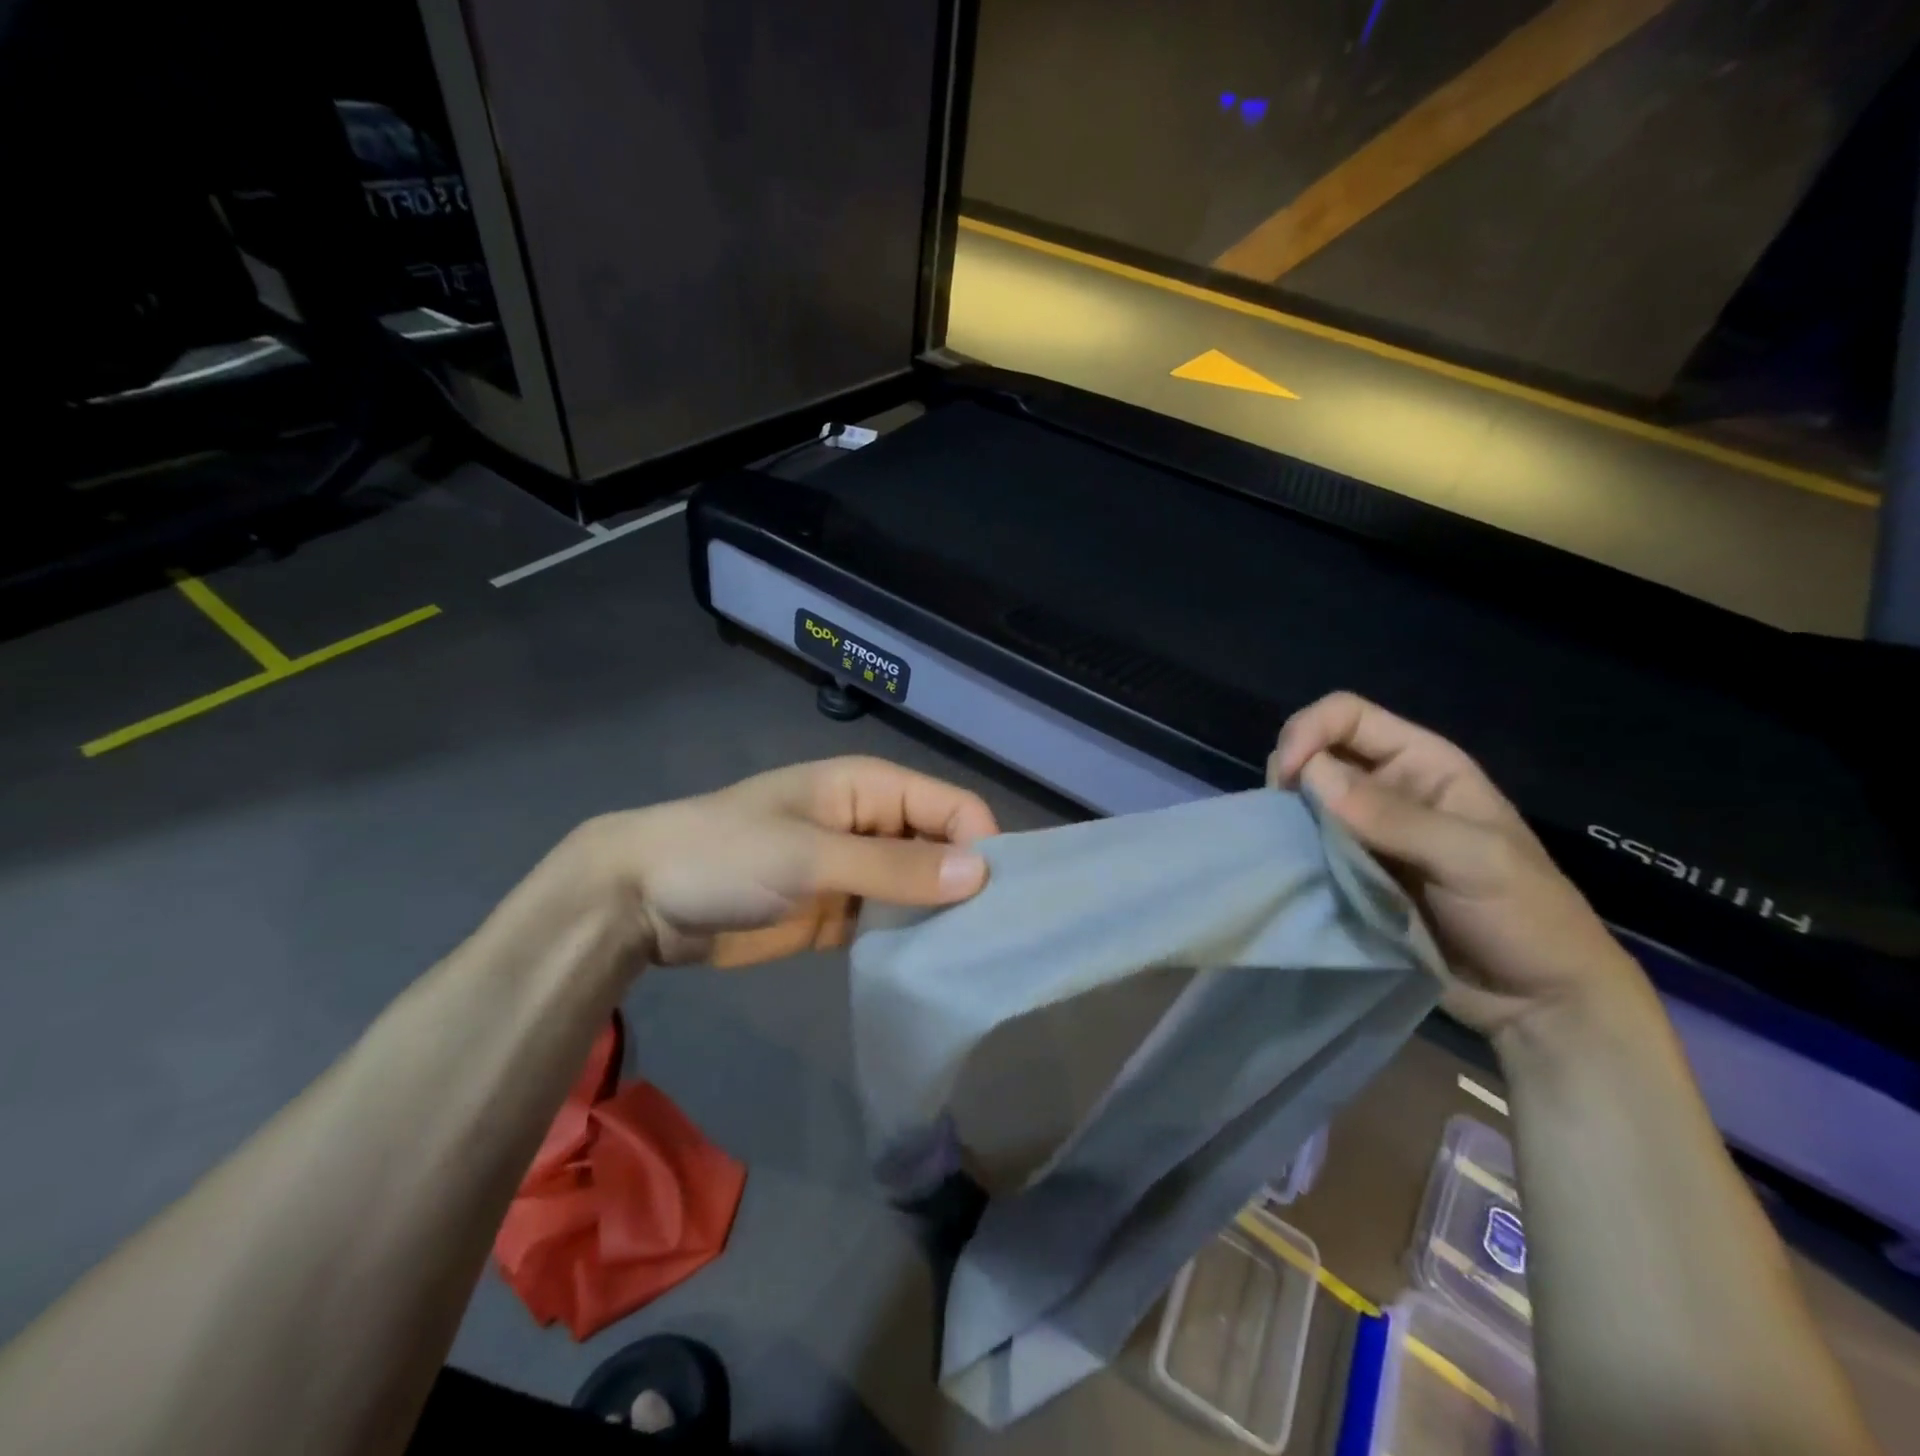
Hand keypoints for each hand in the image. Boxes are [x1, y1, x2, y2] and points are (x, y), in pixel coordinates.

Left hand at [573, 756, 998, 966]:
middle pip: (942, 848)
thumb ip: (894, 867)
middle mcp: (873, 824)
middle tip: (996, 943)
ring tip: (975, 963)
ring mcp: (856, 872)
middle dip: (967, 886)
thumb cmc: (726, 856)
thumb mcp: (811, 857)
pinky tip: (932, 971)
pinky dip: (910, 941)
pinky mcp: (839, 915)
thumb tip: (980, 874)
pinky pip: (890, 924)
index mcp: (871, 788)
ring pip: (920, 889)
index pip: (953, 807)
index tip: (999, 903)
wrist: (642, 900)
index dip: (981, 846)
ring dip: (941, 918)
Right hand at [1269, 693, 1656, 1040]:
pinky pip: (1304, 845)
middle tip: (1285, 818)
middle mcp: (1387, 788)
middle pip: (1314, 752)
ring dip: (1286, 816)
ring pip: (1302, 800)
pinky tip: (1291, 869)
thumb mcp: (1474, 861)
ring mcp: (1364, 832)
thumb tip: (1311, 774)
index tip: (1288, 779)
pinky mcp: (1349, 872)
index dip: (1308, 732)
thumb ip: (1395, 817)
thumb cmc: (1526, 918)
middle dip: (1289, 774)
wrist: (1537, 1001)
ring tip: (1288, 848)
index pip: (1347, 716)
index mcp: (1424, 765)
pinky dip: (1289, 851)